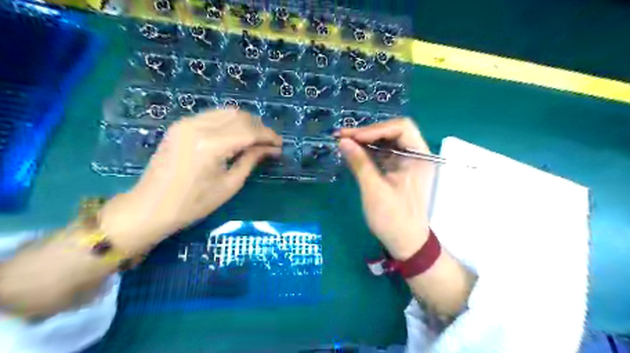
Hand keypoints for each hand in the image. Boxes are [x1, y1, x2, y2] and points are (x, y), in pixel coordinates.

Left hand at [98, 108, 280, 251]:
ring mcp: (186, 123)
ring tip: (256, 139)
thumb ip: (251, 160)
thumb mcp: (229, 185)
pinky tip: (236, 135)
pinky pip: (212, 116)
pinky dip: (229, 122)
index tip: (280, 145)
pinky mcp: (180, 125)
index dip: (268, 136)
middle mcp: (197, 126)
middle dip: (259, 127)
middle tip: (270, 143)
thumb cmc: (193, 204)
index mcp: (211, 145)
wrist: (151, 207)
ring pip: (226, 112)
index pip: (249, 131)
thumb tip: (271, 149)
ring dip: (245, 122)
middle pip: (239, 116)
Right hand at [337, 117, 435, 258]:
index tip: (352, 137)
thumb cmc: (393, 218)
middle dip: (367, 132)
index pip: (401, 128)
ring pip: (386, 141)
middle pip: (393, 131)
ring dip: (365, 141)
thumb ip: (360, 163)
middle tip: (343, 136)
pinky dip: (368, 151)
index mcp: (419, 157)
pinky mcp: (398, 170)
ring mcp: (407, 162)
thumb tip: (343, 141)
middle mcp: (416, 155)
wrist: (406, 242)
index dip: (375, 129)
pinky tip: (353, 153)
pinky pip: (383, 153)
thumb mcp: (374, 190)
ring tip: (343, 142)